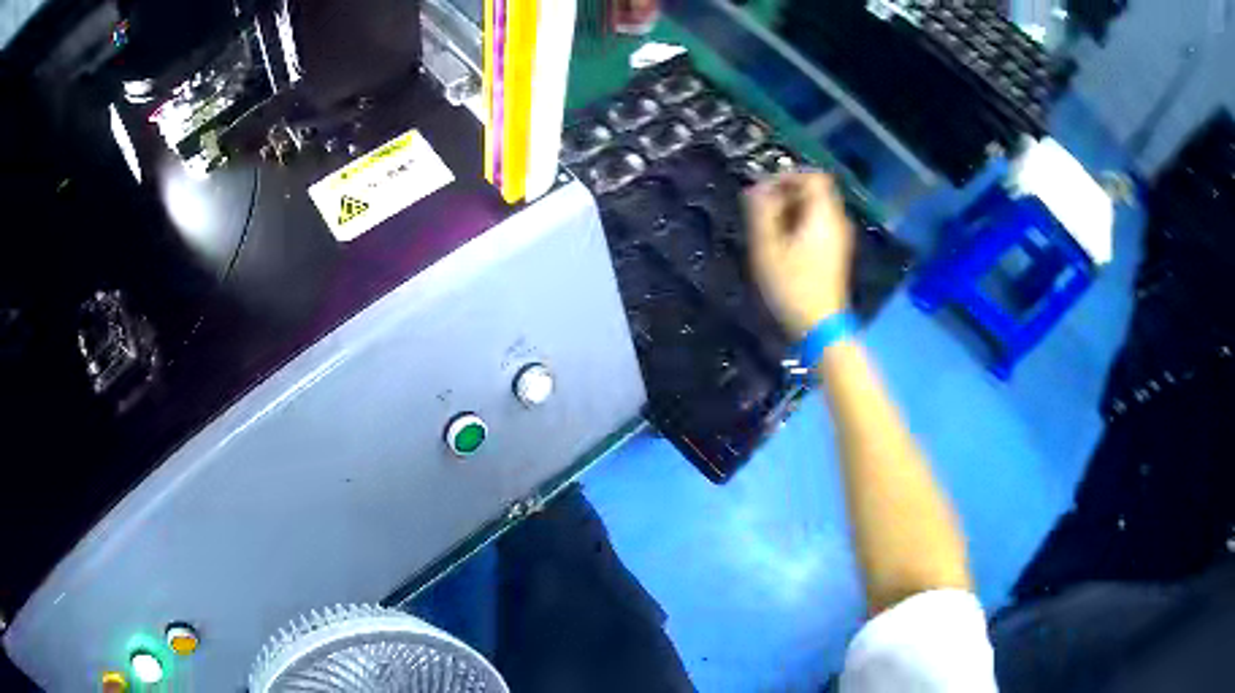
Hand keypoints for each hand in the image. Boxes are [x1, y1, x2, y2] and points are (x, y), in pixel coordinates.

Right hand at [745, 172, 854, 338]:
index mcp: (823, 215)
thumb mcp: (767, 247)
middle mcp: (837, 221)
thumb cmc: (791, 286)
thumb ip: (761, 212)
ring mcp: (840, 238)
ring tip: (769, 228)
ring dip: (792, 210)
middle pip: (816, 191)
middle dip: (788, 193)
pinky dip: (801, 224)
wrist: (819, 327)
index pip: (812, 177)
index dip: (787, 176)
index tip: (764, 190)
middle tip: (763, 209)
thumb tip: (756, 188)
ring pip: (817, 209)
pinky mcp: (836, 254)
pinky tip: (784, 244)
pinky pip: (819, 225)